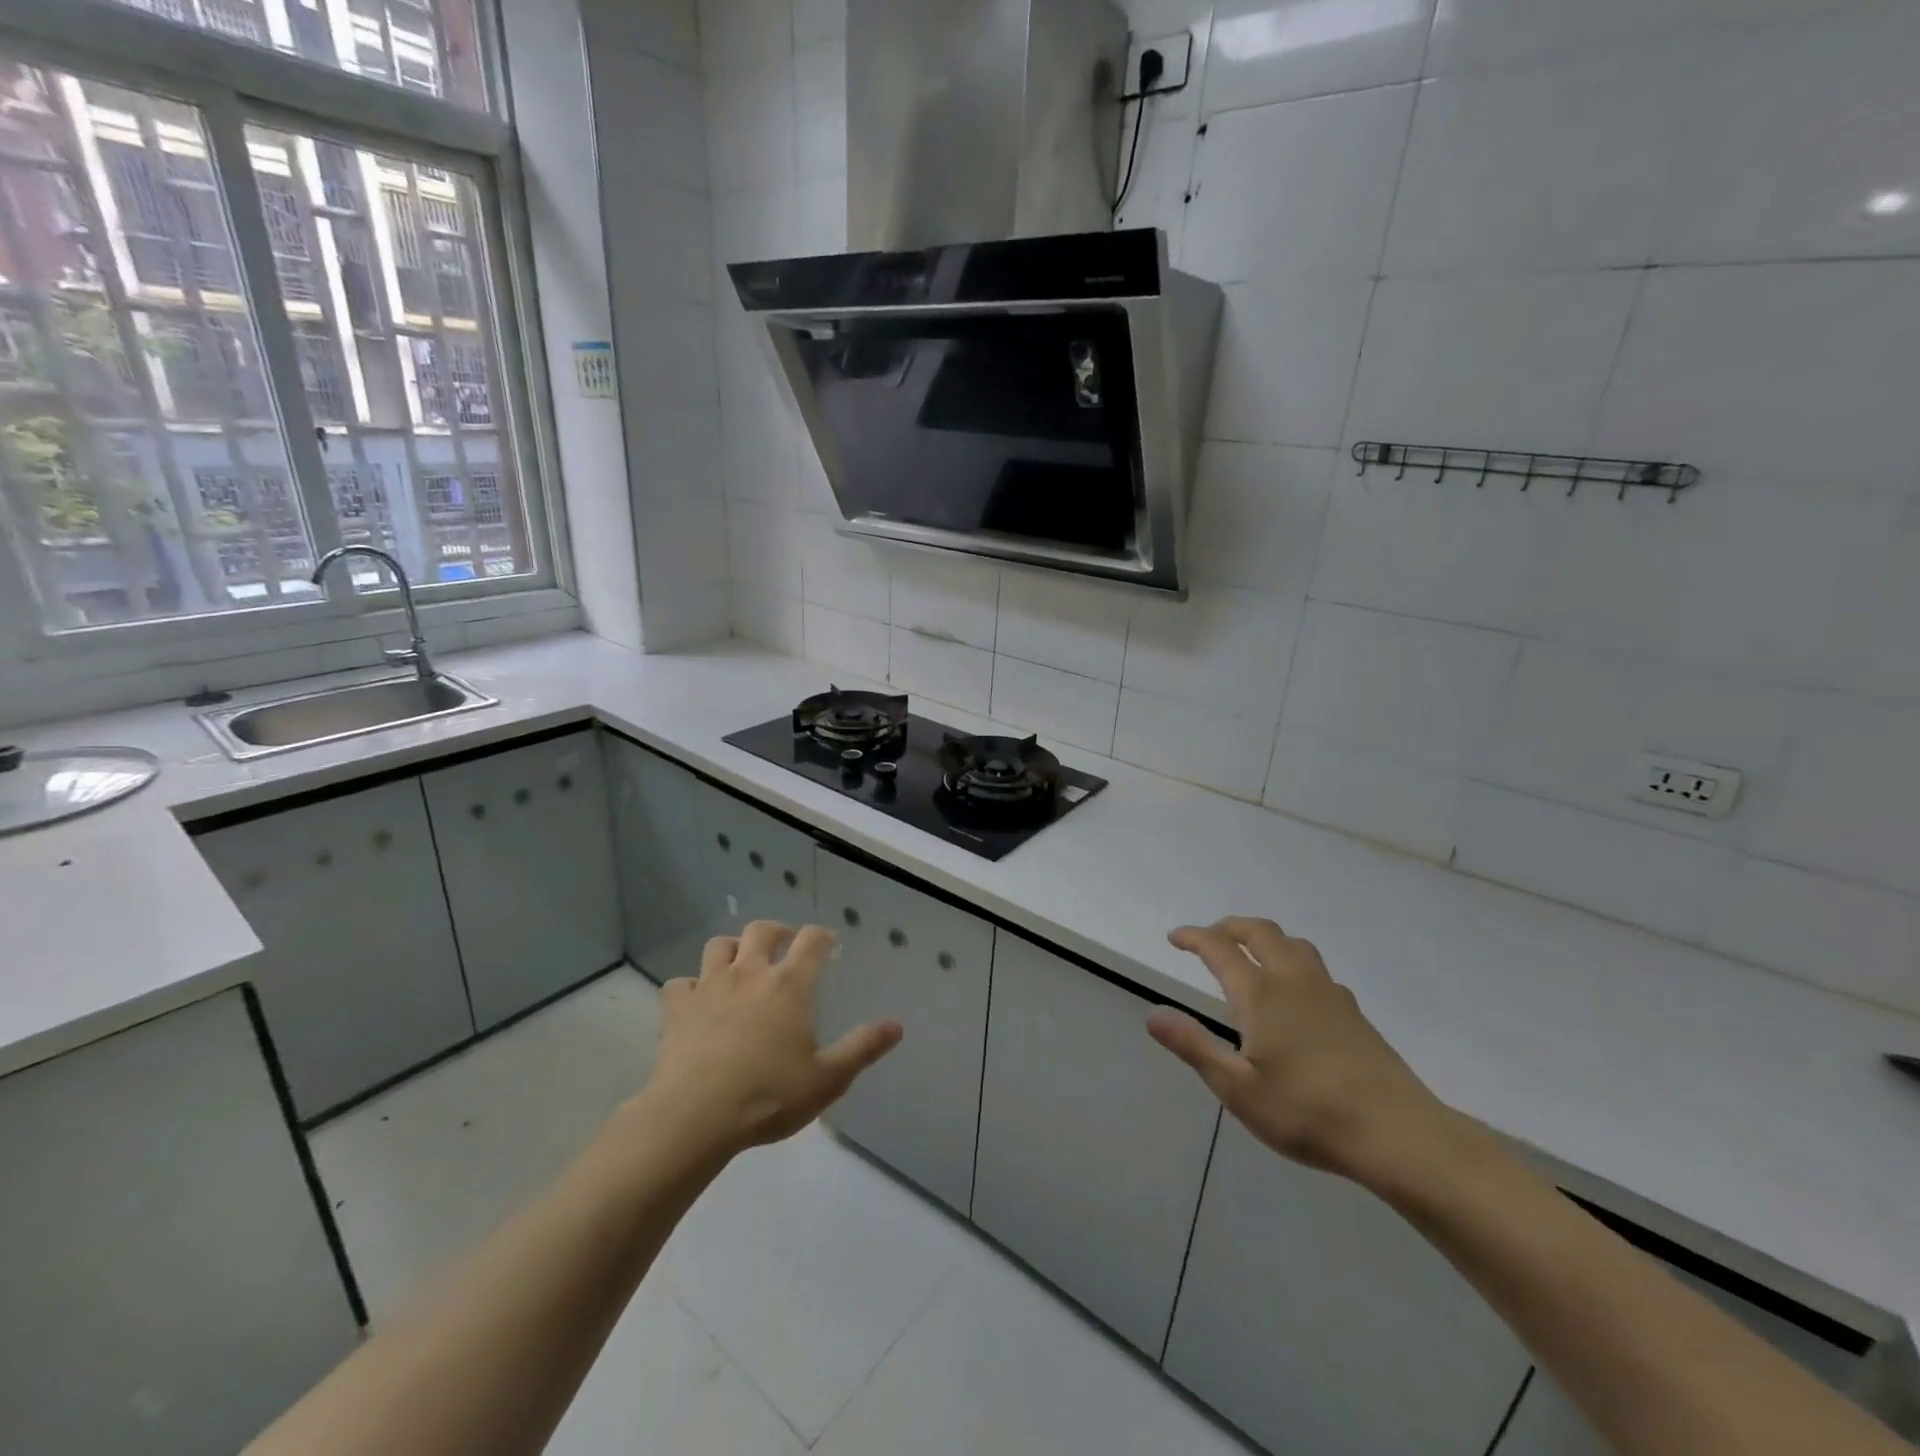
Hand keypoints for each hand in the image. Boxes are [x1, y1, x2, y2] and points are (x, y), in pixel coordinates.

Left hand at [640, 921, 901, 1164]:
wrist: (694, 1118)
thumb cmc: (768, 1096)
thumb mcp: (827, 1079)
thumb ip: (863, 1048)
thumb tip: (897, 1025)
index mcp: (789, 985)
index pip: (811, 941)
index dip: (823, 936)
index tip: (829, 943)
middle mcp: (749, 973)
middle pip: (762, 930)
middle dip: (777, 931)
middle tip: (785, 944)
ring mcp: (708, 987)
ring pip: (719, 946)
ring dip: (733, 949)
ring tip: (740, 965)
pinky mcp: (676, 1008)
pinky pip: (681, 983)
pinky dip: (691, 986)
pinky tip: (697, 1002)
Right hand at [1148, 917, 1453, 1187]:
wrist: (1398, 1133)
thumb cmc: (1308, 1112)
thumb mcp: (1238, 1089)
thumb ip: (1194, 1047)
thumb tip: (1153, 1015)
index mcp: (1261, 994)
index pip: (1219, 948)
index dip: (1193, 937)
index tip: (1175, 938)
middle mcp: (1293, 980)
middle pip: (1259, 932)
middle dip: (1229, 927)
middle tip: (1209, 938)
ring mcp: (1328, 992)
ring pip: (1292, 943)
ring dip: (1263, 938)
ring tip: (1249, 955)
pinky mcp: (1352, 1011)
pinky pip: (1313, 966)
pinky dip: (1290, 960)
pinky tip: (1292, 992)